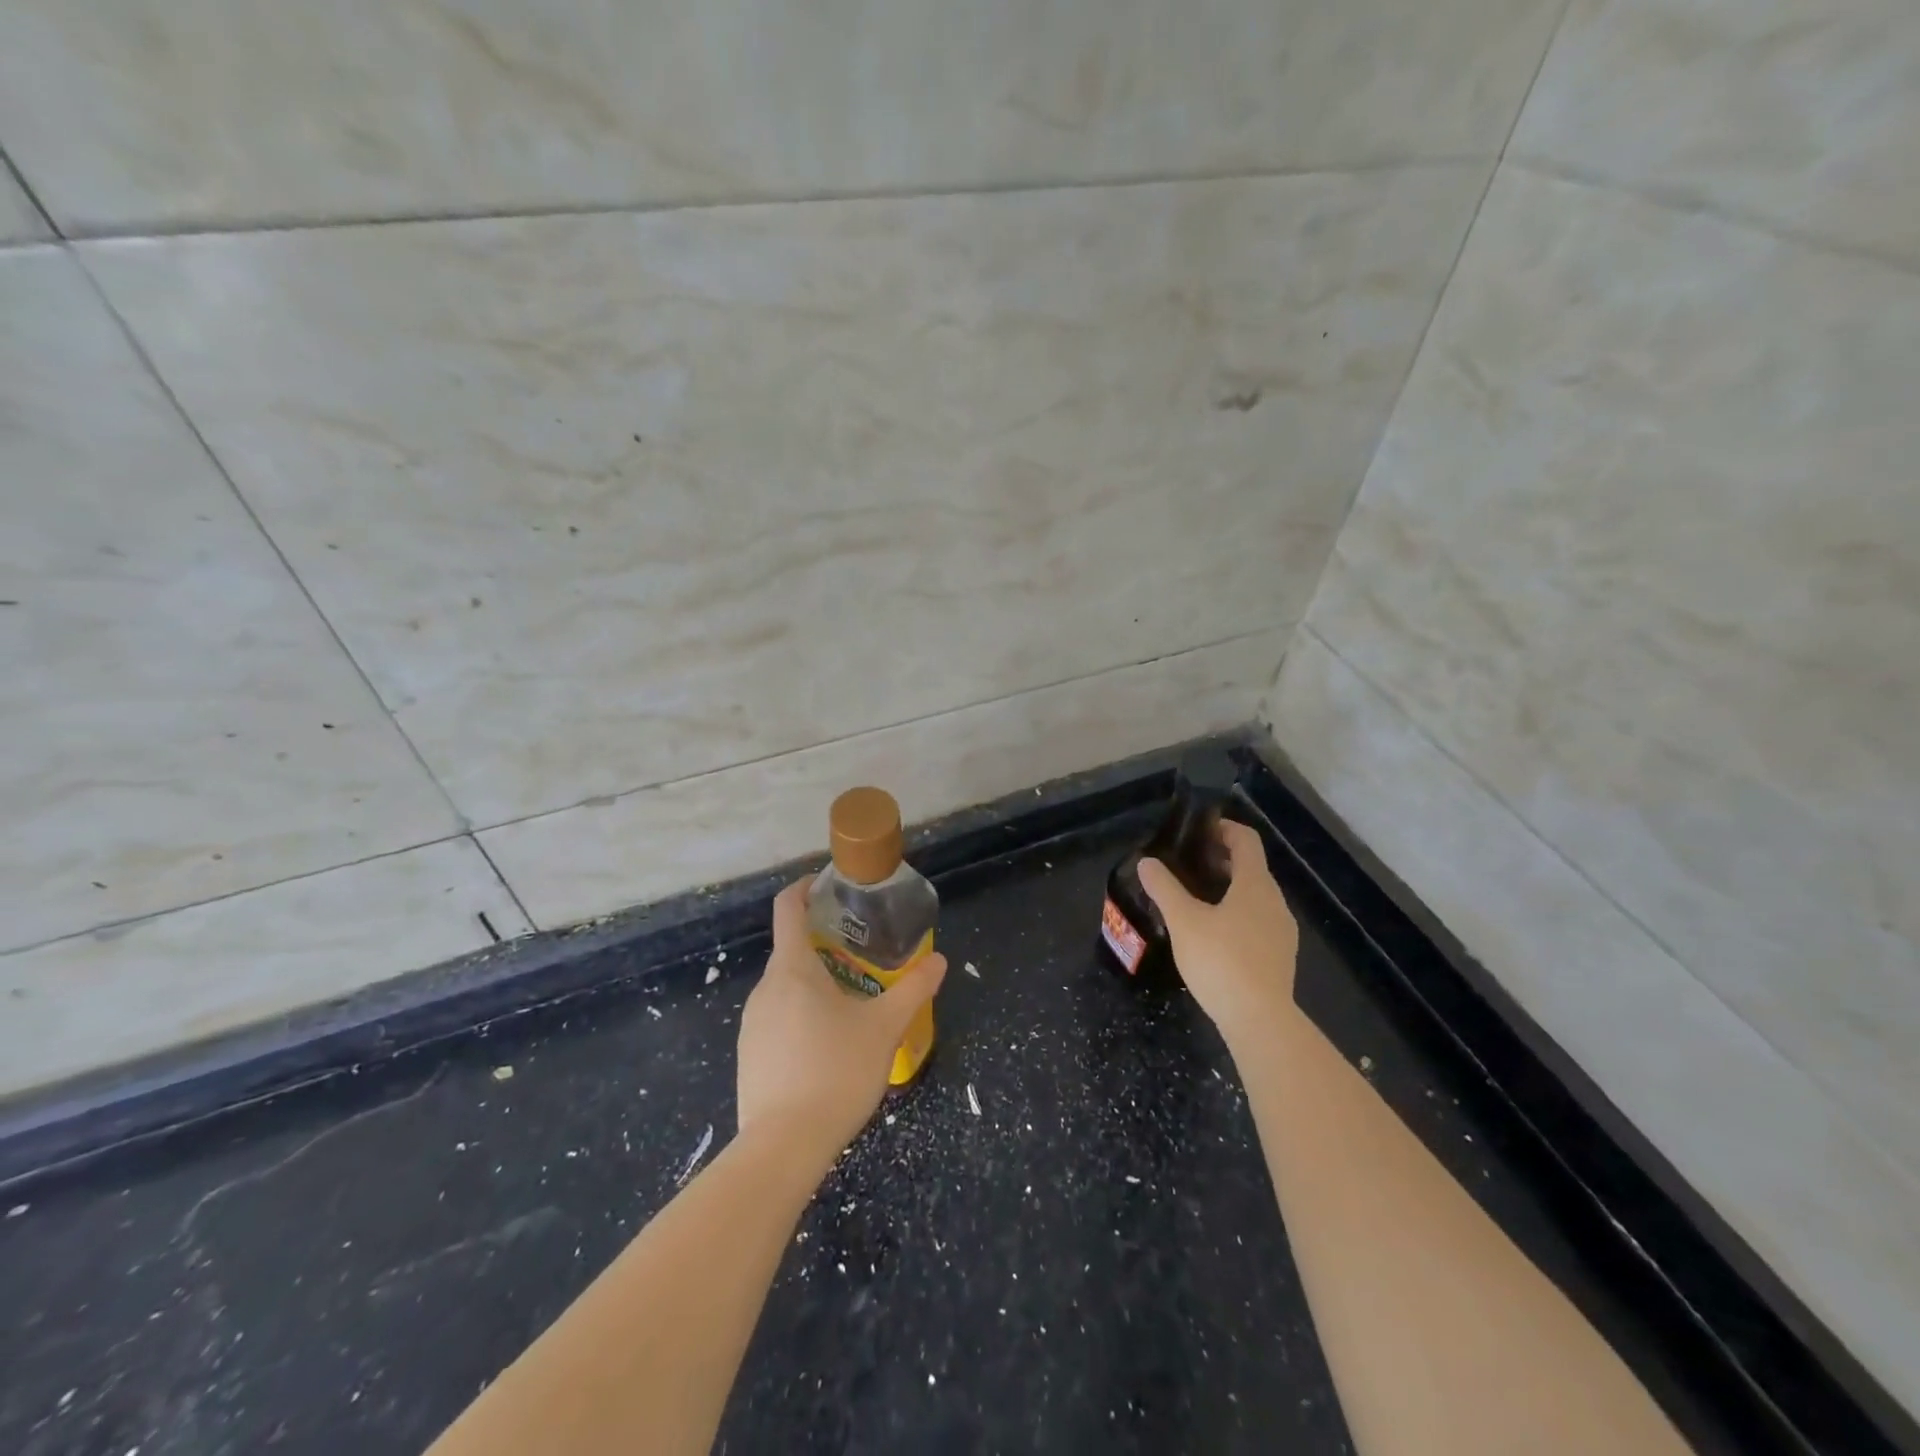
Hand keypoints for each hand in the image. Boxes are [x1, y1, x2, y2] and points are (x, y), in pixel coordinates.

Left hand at [737, 879, 946, 1162]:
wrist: (782, 1148)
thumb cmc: (835, 1072)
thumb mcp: (884, 1027)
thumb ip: (913, 989)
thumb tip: (939, 961)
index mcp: (792, 969)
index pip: (787, 908)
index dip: (803, 888)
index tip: (827, 886)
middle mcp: (765, 988)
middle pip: (790, 950)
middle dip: (823, 945)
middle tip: (862, 955)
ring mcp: (752, 1024)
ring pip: (785, 988)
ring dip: (814, 984)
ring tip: (851, 1003)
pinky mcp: (749, 1055)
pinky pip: (777, 1019)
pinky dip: (800, 1016)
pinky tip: (827, 1048)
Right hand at [1138, 819, 1299, 1046]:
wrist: (1260, 1020)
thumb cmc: (1221, 960)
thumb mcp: (1183, 921)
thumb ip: (1164, 888)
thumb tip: (1147, 862)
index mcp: (1255, 884)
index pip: (1246, 840)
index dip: (1223, 829)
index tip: (1198, 831)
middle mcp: (1275, 901)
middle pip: (1252, 868)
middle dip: (1222, 860)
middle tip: (1187, 865)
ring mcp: (1282, 931)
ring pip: (1255, 897)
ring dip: (1229, 889)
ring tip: (1196, 899)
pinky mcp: (1279, 956)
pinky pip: (1258, 921)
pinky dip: (1237, 914)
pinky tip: (1213, 934)